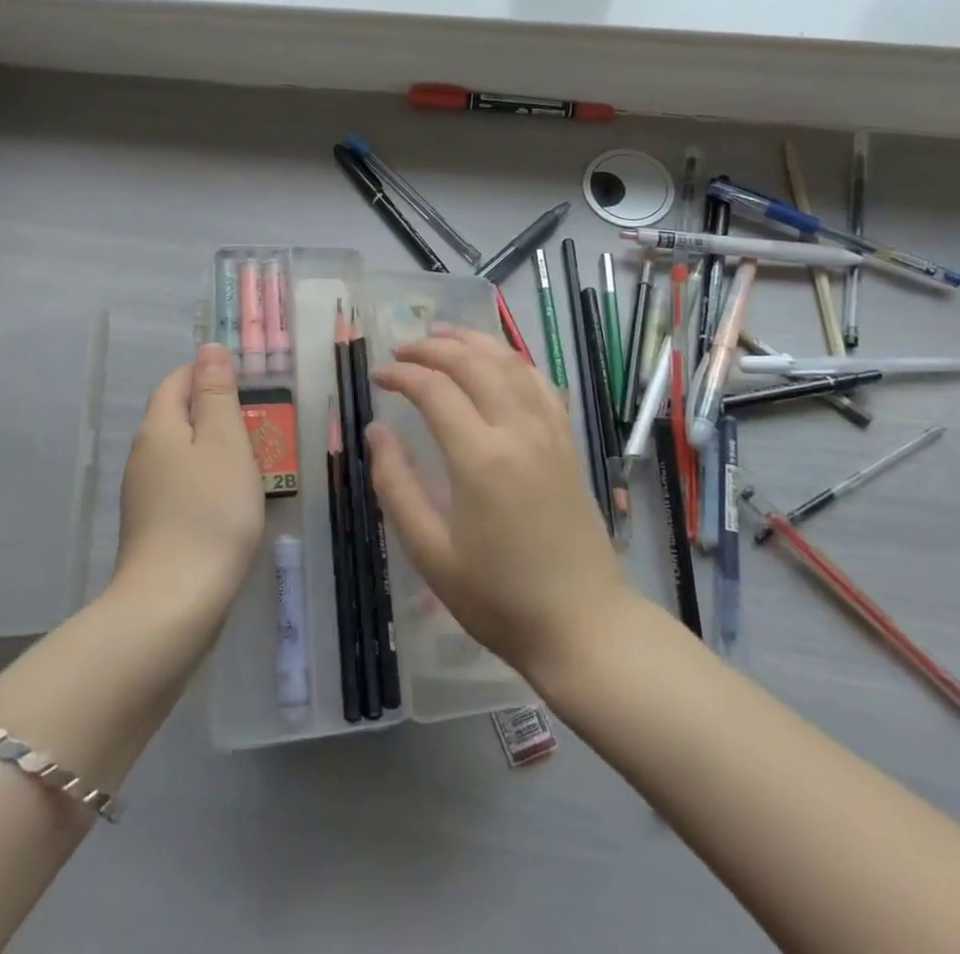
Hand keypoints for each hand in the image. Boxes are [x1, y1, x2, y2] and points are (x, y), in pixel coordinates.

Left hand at [113, 343, 264, 624]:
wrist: (174, 605)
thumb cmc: (209, 512)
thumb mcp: (224, 442)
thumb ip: (217, 394)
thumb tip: (208, 349)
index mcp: (159, 429)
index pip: (177, 382)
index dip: (208, 373)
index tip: (248, 382)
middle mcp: (143, 457)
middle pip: (178, 418)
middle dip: (217, 412)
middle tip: (262, 422)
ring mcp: (145, 497)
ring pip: (183, 455)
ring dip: (216, 450)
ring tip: (256, 461)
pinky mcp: (154, 529)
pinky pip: (183, 488)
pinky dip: (209, 482)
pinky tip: (232, 502)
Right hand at [368, 326, 631, 683]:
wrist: (582, 624)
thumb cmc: (498, 597)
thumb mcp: (430, 553)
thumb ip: (396, 486)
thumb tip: (377, 431)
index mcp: (481, 458)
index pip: (435, 389)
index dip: (402, 374)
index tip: (378, 376)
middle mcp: (519, 430)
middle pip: (473, 363)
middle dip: (433, 346)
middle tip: (401, 348)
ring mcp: (550, 432)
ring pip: (511, 362)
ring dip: (474, 341)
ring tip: (443, 334)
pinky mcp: (568, 442)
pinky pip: (540, 382)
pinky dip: (513, 360)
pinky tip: (497, 362)